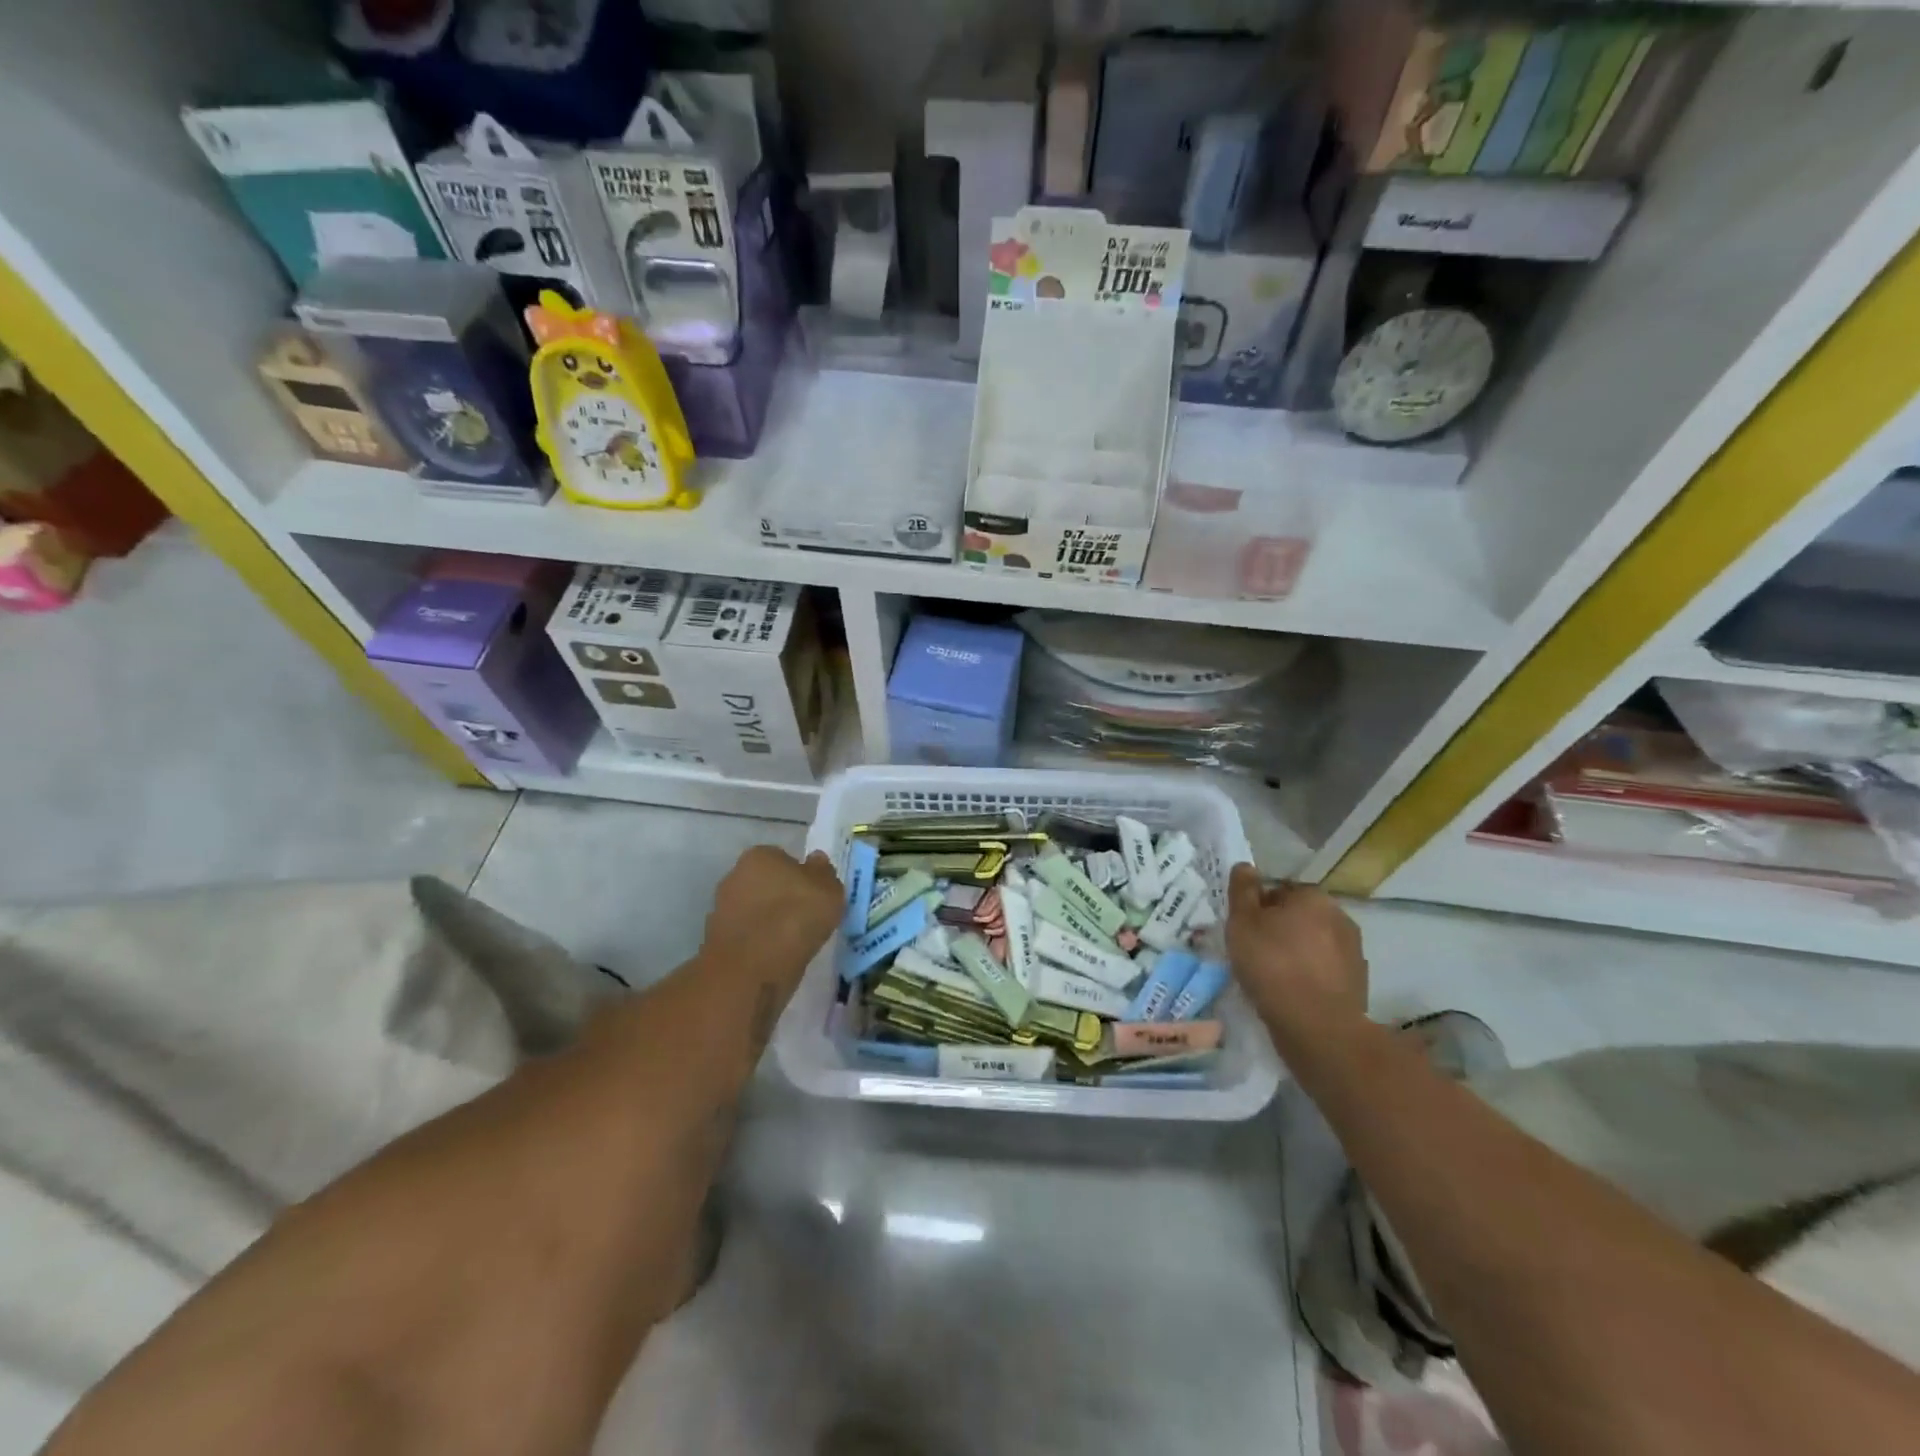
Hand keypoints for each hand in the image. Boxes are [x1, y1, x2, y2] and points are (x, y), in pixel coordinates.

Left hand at [701, 845, 842, 992]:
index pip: (785, 859)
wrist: (750, 971)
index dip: (803, 878)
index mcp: (760, 855)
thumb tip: (816, 860)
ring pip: (756, 911)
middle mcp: (735, 875)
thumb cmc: (794, 919)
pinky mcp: (716, 941)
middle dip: (783, 898)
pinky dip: (760, 944)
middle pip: (768, 884)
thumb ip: (824, 872)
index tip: (816, 898)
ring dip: (771, 922)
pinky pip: (748, 936)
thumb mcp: (828, 891)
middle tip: (807, 919)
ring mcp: (721, 909)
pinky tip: (776, 957)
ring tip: (794, 943)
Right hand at [1225, 864, 1368, 1050]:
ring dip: (1297, 953)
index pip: (1279, 891)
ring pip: (1314, 944)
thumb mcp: (1242, 922)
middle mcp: (1340, 917)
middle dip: (1280, 930)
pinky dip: (1310, 976)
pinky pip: (1325, 970)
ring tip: (1273, 976)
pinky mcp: (1358, 983)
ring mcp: (1354, 951)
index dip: (1258, 909)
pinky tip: (1293, 993)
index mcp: (1313, 897)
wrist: (1317, 1026)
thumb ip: (1242, 891)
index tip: (1244, 931)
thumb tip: (1246, 866)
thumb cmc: (1272, 965)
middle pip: (1299, 917)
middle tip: (1255, 952)